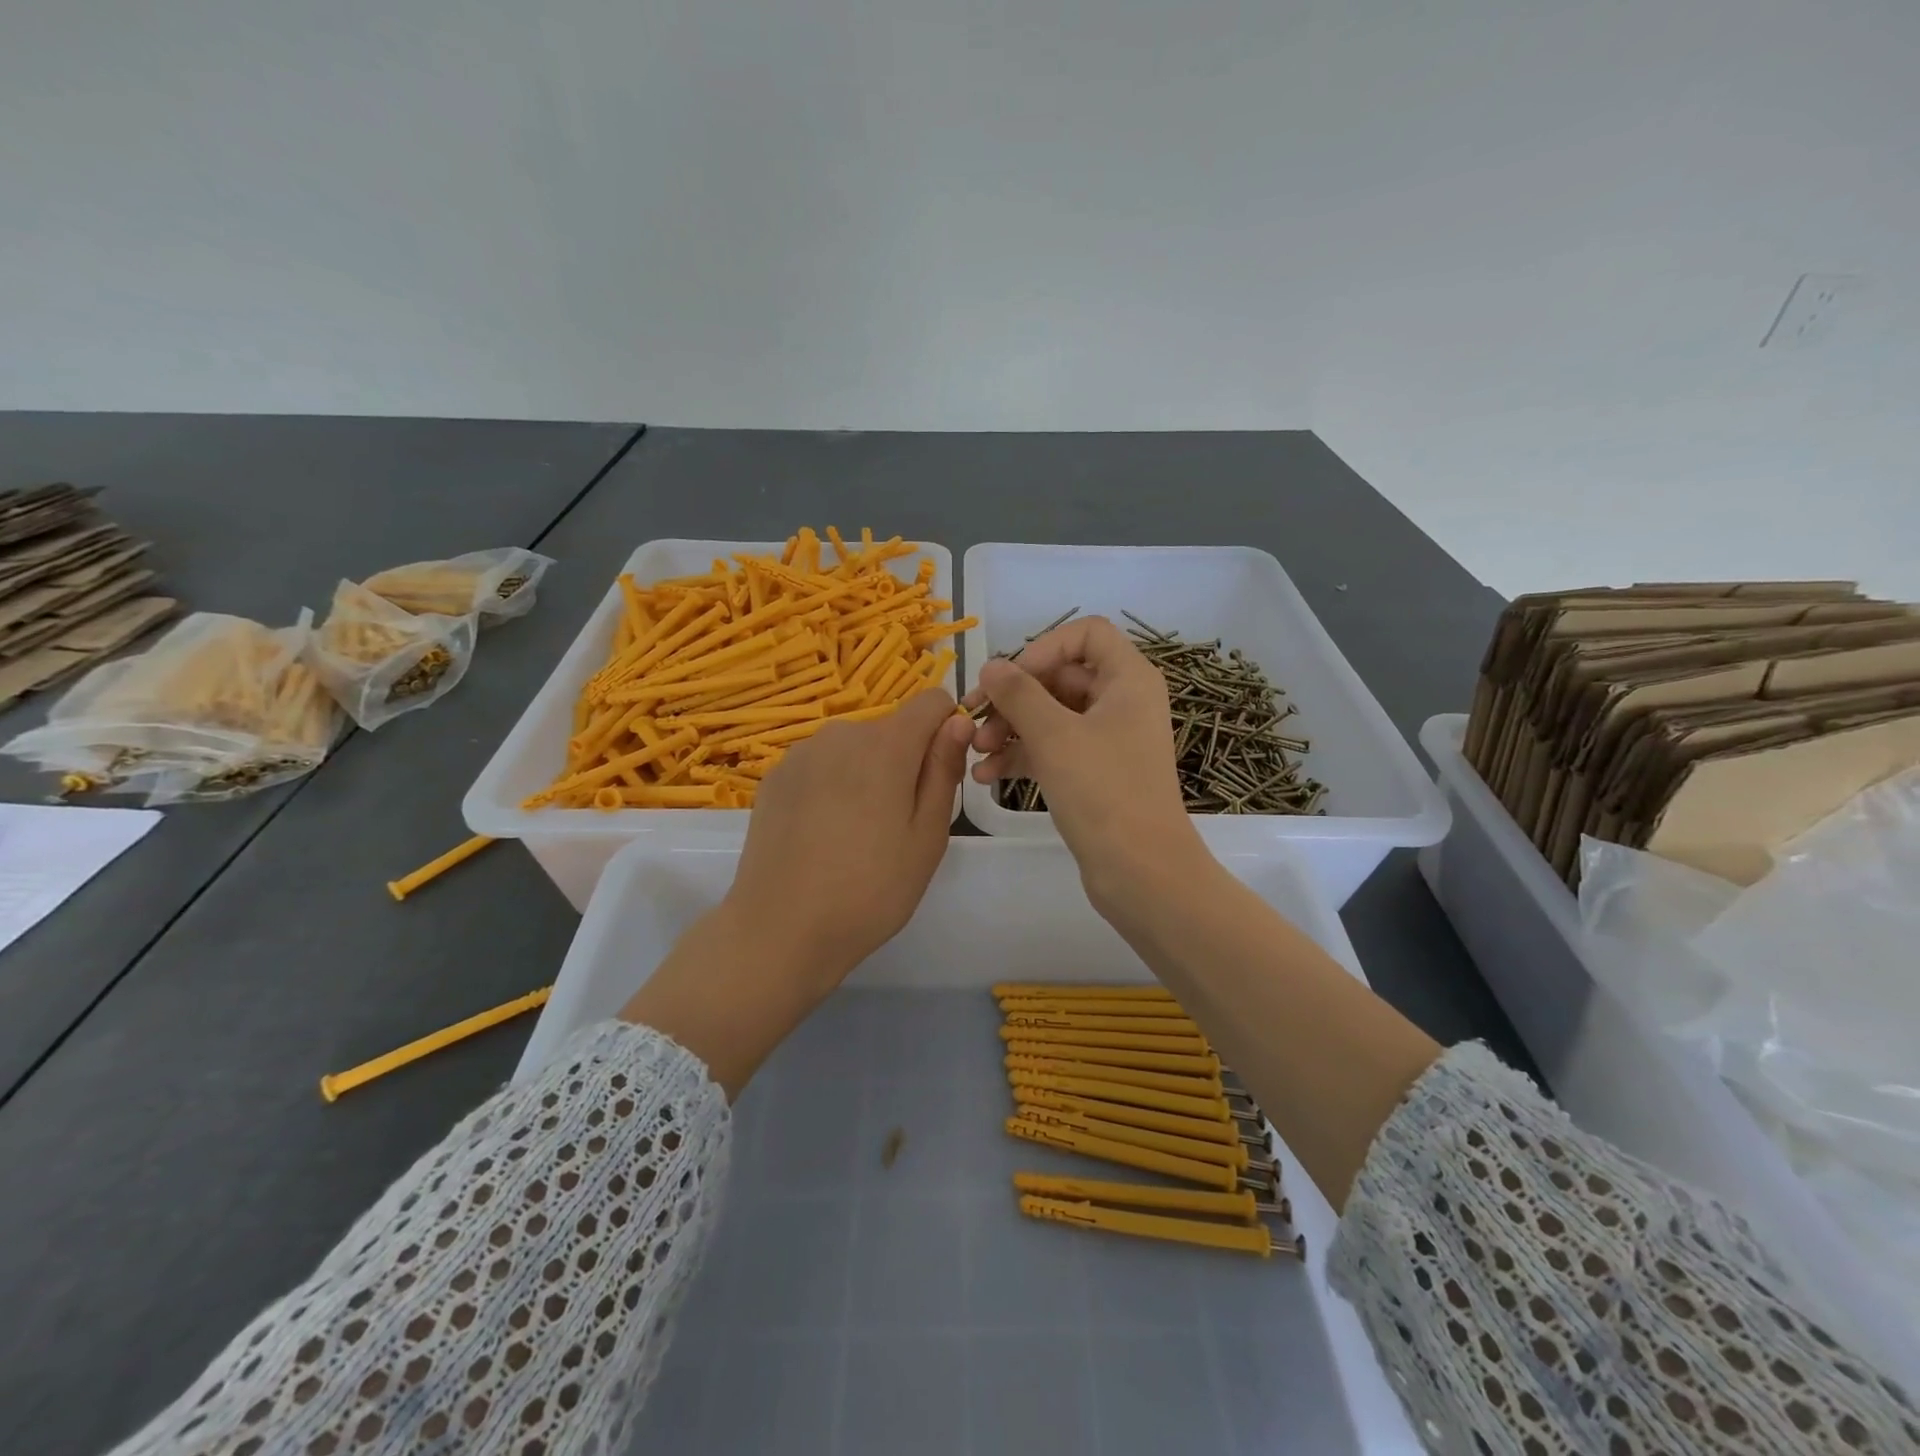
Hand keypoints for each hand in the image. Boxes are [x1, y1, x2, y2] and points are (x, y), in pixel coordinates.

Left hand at [623, 688, 970, 1095]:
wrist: (779, 930)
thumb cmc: (870, 890)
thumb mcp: (927, 837)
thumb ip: (943, 770)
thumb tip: (958, 721)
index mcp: (885, 744)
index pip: (932, 701)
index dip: (946, 730)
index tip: (940, 776)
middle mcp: (841, 733)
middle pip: (891, 728)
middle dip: (905, 760)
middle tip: (898, 824)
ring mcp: (801, 753)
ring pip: (854, 748)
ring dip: (866, 773)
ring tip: (857, 834)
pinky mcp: (775, 776)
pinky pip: (821, 765)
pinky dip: (832, 785)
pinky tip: (822, 834)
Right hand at [964, 616, 1204, 910]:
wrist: (1141, 872)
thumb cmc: (1104, 791)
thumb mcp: (1054, 735)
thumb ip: (1018, 693)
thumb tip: (991, 666)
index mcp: (1128, 679)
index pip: (1086, 634)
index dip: (1043, 648)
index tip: (1010, 678)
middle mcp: (1122, 702)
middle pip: (1060, 677)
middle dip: (1013, 697)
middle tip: (973, 718)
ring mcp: (1109, 740)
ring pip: (1051, 716)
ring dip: (1010, 729)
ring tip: (976, 752)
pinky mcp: (1095, 773)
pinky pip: (1053, 749)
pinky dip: (1021, 757)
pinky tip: (986, 776)